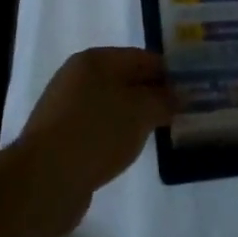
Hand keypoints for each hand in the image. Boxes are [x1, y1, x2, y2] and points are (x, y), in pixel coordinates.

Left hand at [16, 48, 173, 233]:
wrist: (45, 179)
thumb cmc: (96, 132)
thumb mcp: (139, 112)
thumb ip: (162, 100)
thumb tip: (178, 95)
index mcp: (95, 60)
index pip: (140, 57)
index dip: (168, 71)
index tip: (192, 89)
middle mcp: (78, 76)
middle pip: (125, 80)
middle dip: (153, 94)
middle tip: (182, 112)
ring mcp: (67, 107)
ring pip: (112, 105)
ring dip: (135, 117)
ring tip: (160, 133)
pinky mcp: (62, 137)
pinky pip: (99, 128)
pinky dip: (117, 135)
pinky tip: (130, 151)